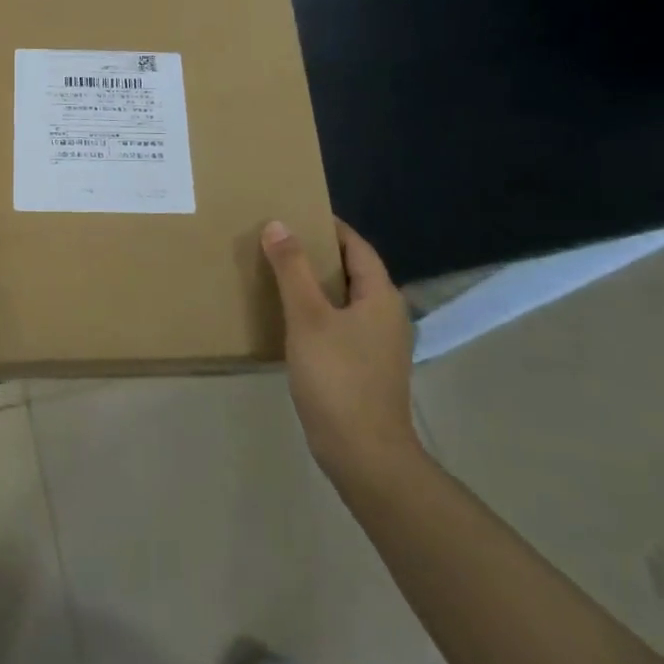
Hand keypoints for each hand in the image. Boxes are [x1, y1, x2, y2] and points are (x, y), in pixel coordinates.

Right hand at [262, 219, 420, 477]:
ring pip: (344, 299)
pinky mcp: (364, 367)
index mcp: (380, 295)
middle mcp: (386, 314)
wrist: (363, 453)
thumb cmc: (337, 378)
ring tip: (277, 272)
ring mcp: (377, 344)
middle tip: (278, 239)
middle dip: (317, 253)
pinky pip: (340, 324)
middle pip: (352, 270)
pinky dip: (317, 311)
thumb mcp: (308, 317)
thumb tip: (278, 224)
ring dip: (314, 284)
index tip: (295, 211)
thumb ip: (291, 269)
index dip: (328, 226)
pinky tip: (289, 317)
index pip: (356, 246)